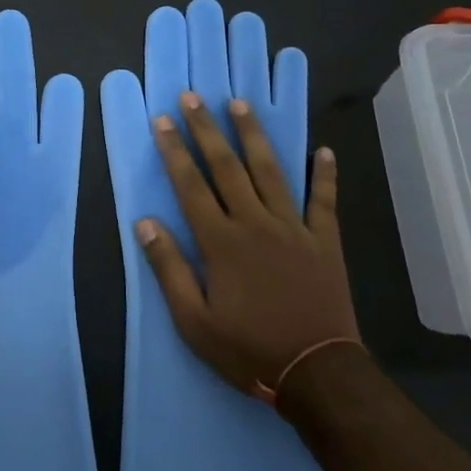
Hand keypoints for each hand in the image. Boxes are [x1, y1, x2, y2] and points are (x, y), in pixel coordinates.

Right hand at [134, 91, 359, 399]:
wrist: (317, 373)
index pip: (190, 186)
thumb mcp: (194, 321)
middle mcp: (255, 223)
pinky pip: (323, 200)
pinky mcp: (324, 240)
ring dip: (253, 135)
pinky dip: (324, 174)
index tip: (163, 121)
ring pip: (270, 171)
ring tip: (239, 104)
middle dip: (206, 129)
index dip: (174, 151)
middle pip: (226, 167)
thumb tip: (145, 222)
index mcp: (221, 242)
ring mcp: (293, 228)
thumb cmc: (249, 349)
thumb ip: (169, 268)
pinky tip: (324, 150)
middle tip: (192, 97)